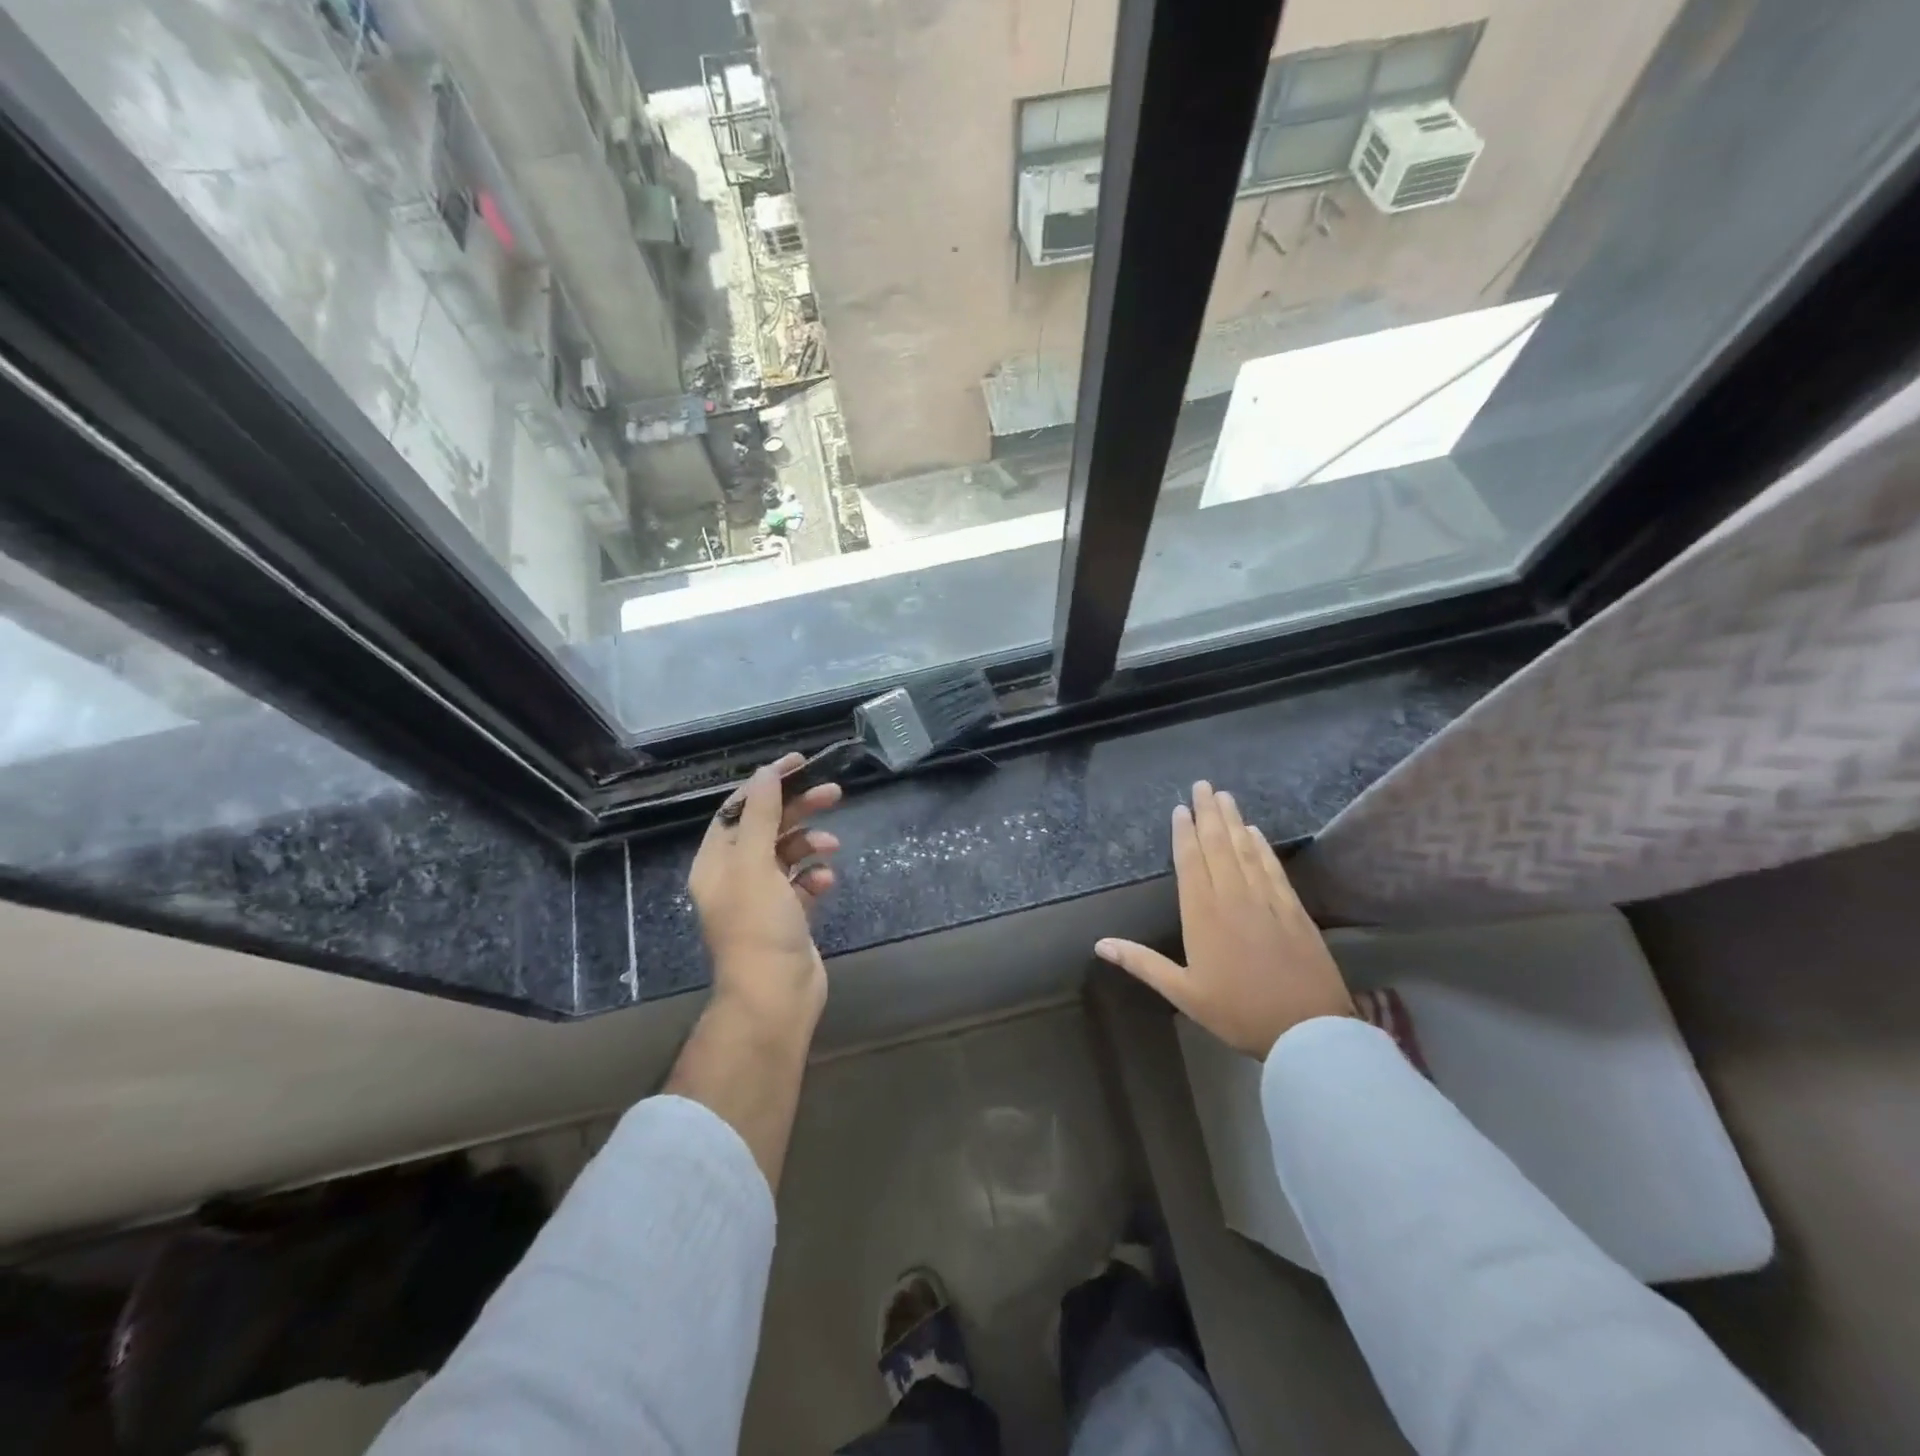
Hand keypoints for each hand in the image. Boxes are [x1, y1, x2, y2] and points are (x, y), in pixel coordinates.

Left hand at [688, 753, 842, 1028]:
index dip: (767, 784)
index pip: (739, 809)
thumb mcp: (756, 865)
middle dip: (798, 809)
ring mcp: (763, 897)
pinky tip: (826, 881)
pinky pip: (803, 883)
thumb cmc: (758, 927)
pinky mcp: (788, 915)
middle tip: (832, 792)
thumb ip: (761, 816)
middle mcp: (736, 876)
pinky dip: (816, 876)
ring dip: (810, 843)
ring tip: (833, 845)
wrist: (775, 996)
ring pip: (788, 854)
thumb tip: (765, 772)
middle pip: (768, 827)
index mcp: (717, 862)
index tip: (798, 763)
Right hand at [1096, 781, 1352, 1056]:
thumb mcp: (1183, 993)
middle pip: (1218, 845)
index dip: (1184, 833)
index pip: (1191, 862)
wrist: (1307, 1028)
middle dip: (1209, 814)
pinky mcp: (1292, 909)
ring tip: (1225, 796)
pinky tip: (1256, 833)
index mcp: (1203, 914)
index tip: (1180, 808)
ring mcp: (1266, 900)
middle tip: (1203, 785)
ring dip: (1234, 821)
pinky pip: (1272, 868)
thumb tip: (1099, 944)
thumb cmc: (1238, 1012)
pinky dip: (1262, 847)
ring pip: (1245, 850)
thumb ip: (1142, 963)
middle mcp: (1233, 897)